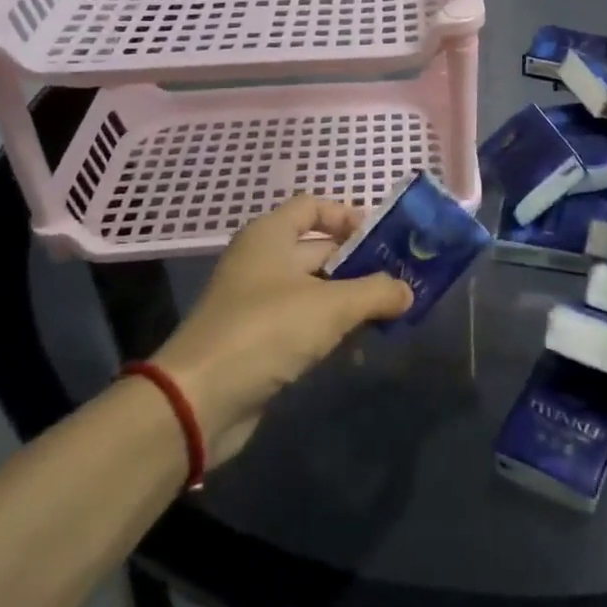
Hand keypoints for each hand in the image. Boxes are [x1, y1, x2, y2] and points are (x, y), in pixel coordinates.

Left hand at [150, 196, 411, 465]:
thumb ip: (376, 292)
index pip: (313, 206)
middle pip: (320, 250)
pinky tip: (358, 349)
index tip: (383, 239)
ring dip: (351, 302)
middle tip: (401, 281)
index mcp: (270, 235)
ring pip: (316, 290)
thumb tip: (408, 291)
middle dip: (361, 265)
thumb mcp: (332, 306)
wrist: (199, 400)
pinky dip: (331, 330)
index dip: (348, 216)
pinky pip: (304, 323)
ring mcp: (258, 302)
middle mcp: (262, 261)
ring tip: (390, 316)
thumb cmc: (266, 330)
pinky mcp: (259, 340)